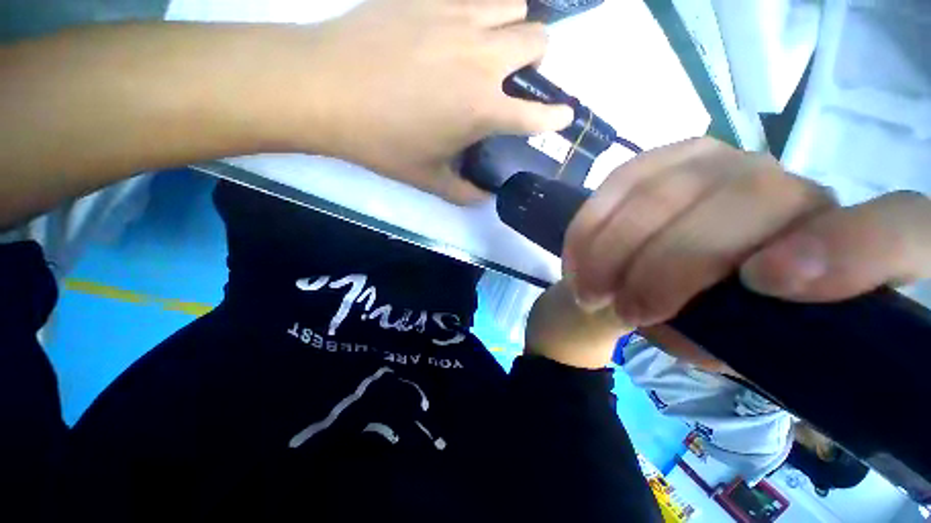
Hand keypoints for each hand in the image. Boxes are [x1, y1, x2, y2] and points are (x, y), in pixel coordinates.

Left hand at [286, 0, 573, 203]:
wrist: (325, 90)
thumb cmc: (381, 142)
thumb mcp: (427, 179)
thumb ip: (463, 193)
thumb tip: (484, 198)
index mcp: (482, 109)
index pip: (537, 115)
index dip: (556, 117)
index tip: (563, 116)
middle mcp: (482, 59)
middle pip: (539, 41)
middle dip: (537, 61)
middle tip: (516, 77)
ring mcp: (458, 19)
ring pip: (515, 6)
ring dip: (514, 28)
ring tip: (492, 47)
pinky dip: (482, 11)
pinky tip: (460, 28)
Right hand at [529, 137, 930, 368]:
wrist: (656, 277)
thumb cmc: (704, 323)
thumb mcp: (723, 349)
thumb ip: (722, 343)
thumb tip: (696, 327)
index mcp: (840, 253)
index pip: (902, 229)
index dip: (850, 249)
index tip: (765, 283)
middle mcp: (792, 190)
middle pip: (747, 201)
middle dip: (667, 264)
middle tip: (620, 308)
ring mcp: (724, 161)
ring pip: (667, 189)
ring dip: (613, 246)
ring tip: (586, 289)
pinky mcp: (664, 157)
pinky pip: (621, 179)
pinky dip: (591, 223)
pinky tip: (576, 254)